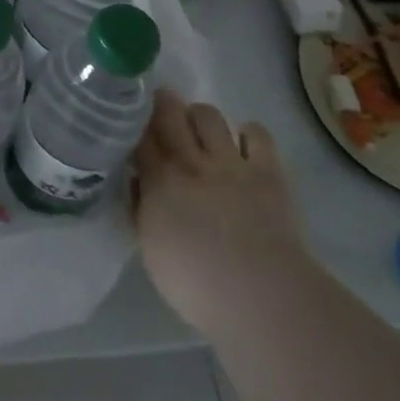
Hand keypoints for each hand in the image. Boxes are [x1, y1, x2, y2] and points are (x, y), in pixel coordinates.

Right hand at [134, 90, 307, 330]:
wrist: (261, 296)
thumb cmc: (197, 284)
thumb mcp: (150, 248)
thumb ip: (141, 208)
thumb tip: (138, 182)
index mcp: (159, 179)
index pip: (139, 134)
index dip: (135, 122)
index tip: (132, 121)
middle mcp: (191, 160)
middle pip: (170, 112)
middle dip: (162, 104)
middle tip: (161, 109)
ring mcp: (230, 163)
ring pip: (208, 115)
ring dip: (200, 117)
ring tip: (201, 131)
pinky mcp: (267, 172)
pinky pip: (257, 134)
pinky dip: (248, 134)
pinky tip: (244, 146)